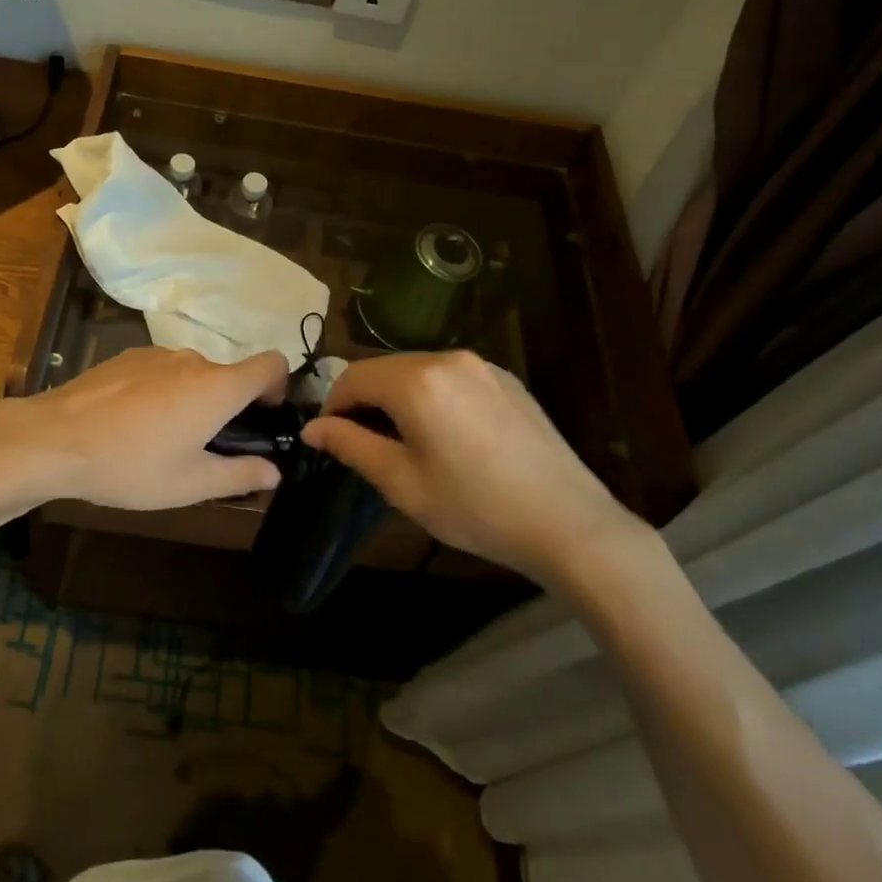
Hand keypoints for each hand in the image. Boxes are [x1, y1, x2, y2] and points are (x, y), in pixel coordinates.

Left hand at [14, 347, 287, 509]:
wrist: (55, 439)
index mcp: (218, 387)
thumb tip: (274, 470)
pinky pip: (161, 371)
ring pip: (192, 374)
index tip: (263, 416)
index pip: (272, 363)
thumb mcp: (190, 483)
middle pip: (228, 375)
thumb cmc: (132, 464)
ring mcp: (157, 354)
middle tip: (205, 448)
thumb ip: (240, 475)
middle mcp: (193, 360)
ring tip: (161, 440)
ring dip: (192, 399)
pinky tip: (132, 423)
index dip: (279, 386)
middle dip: (227, 406)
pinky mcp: (128, 356)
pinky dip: (161, 391)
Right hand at [300, 351, 648, 592]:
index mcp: (416, 379)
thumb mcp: (401, 482)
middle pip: (385, 369)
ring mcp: (482, 366)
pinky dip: (433, 397)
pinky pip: (452, 378)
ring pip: (419, 371)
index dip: (333, 406)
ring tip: (405, 443)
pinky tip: (448, 438)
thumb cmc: (474, 506)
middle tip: (364, 445)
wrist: (568, 523)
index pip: (352, 376)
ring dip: (399, 398)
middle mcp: (447, 358)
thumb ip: (350, 445)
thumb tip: (313, 427)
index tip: (330, 439)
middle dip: (365, 401)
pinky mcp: (507, 380)